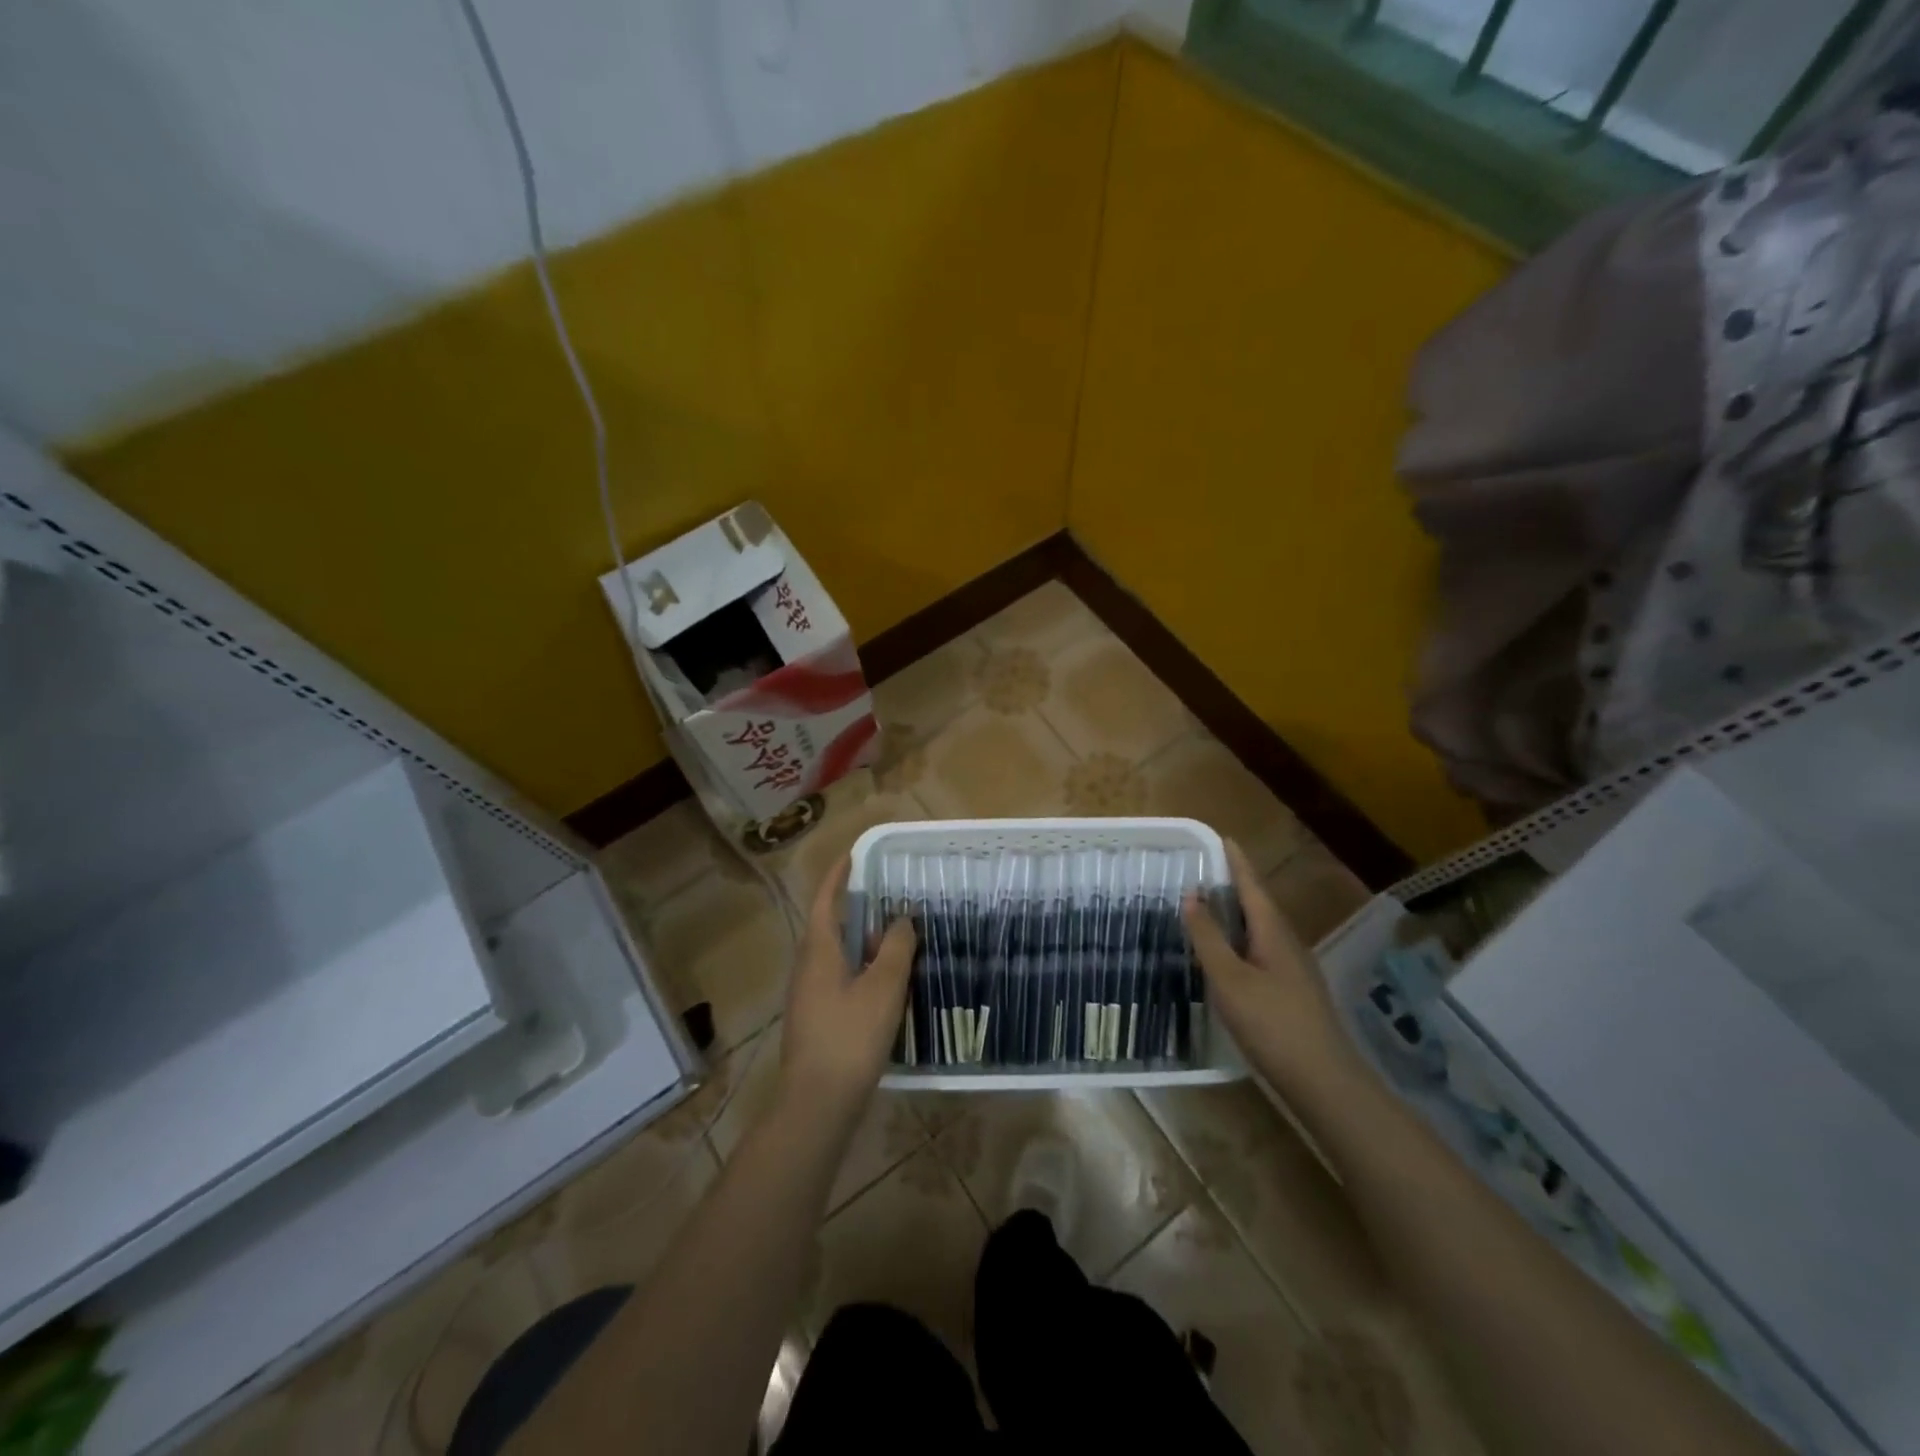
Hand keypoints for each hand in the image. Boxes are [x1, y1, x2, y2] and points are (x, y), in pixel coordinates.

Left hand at [779, 857, 916, 1121]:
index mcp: (818, 950)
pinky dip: (862, 969)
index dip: (839, 874)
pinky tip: (887, 983)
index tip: (856, 854)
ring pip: (837, 955)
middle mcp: (808, 966)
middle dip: (858, 909)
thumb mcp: (883, 987)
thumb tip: (902, 919)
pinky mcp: (817, 1018)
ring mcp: (809, 995)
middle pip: (831, 925)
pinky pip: (840, 978)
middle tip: (891, 897)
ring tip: (897, 938)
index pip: (826, 899)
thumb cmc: (850, 1036)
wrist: (817, 1103)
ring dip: (863, 942)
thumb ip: (895, 948)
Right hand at [1182, 841, 1362, 1098]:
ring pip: (1261, 931)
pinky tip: (1228, 957)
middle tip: (1205, 871)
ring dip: (1237, 916)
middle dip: (1235, 886)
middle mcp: (1288, 944)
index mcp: (1274, 933)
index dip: (1237, 863)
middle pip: (1259, 906)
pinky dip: (1241, 942)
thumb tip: (1192, 894)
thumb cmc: (1272, 1024)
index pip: (1252, 886)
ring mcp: (1294, 970)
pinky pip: (1262, 952)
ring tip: (1210, 909)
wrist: (1324, 1081)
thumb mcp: (1229, 979)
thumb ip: (1209, 937)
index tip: (1224, 838)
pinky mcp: (1293, 994)